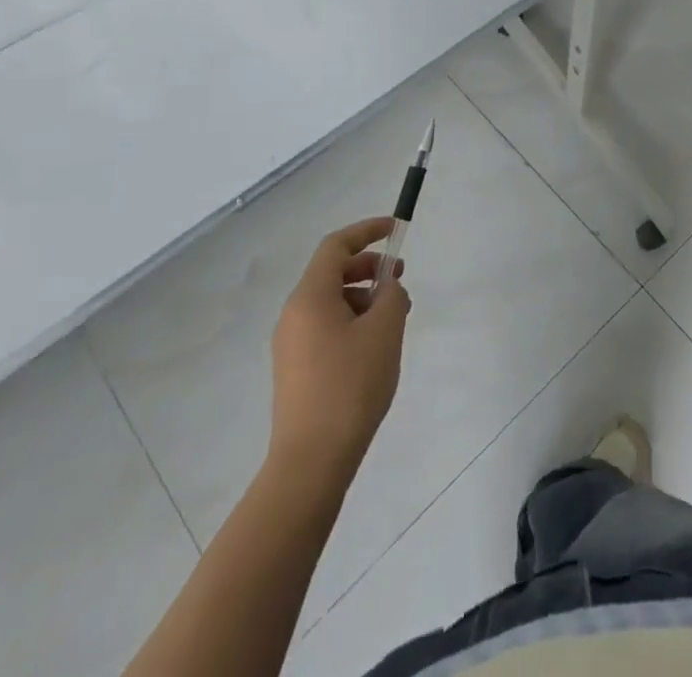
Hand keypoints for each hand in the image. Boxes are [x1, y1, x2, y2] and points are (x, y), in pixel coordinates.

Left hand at [267, 217, 410, 483]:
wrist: (311, 460)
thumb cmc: (350, 385)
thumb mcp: (384, 331)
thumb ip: (392, 296)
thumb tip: (388, 289)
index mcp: (310, 297)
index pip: (336, 246)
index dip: (366, 231)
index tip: (395, 230)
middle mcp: (293, 314)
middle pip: (331, 272)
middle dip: (369, 267)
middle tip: (401, 278)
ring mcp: (291, 343)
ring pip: (330, 301)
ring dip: (363, 297)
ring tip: (394, 319)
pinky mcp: (295, 369)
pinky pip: (326, 327)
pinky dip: (352, 321)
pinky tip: (375, 346)